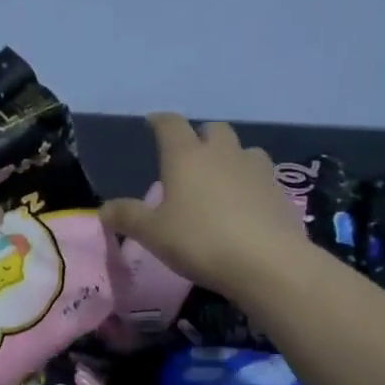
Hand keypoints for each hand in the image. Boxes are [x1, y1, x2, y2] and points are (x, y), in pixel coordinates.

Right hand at [101, 114, 312, 300]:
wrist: (268, 263)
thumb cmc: (200, 241)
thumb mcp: (153, 234)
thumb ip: (127, 217)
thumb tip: (103, 209)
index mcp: (186, 156)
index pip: (170, 124)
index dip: (159, 121)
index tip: (152, 123)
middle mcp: (222, 153)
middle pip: (213, 129)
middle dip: (200, 137)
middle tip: (189, 157)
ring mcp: (255, 169)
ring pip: (243, 149)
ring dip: (231, 157)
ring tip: (221, 179)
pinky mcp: (280, 191)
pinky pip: (262, 176)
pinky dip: (251, 182)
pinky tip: (246, 204)